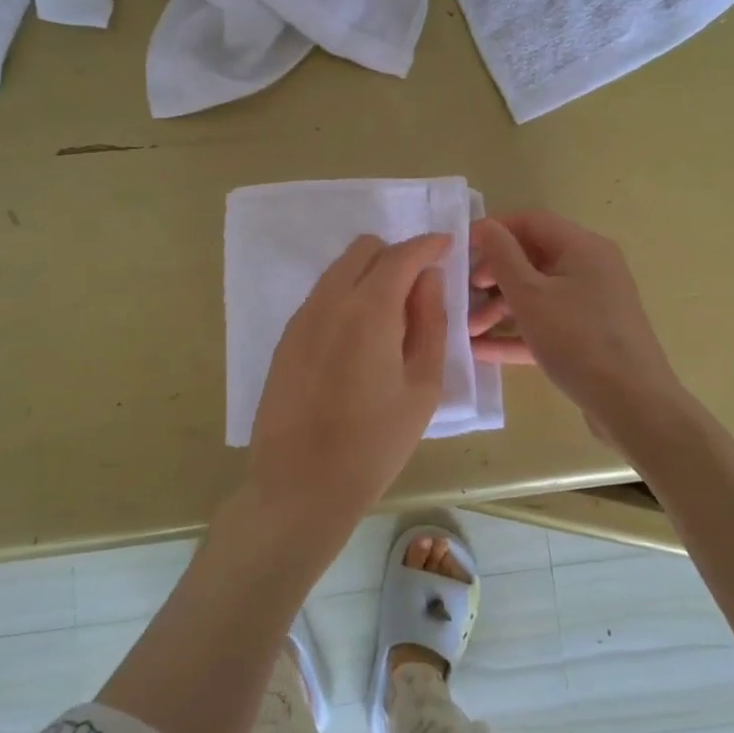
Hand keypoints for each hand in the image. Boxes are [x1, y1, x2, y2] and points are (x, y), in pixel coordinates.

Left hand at [247, 233, 448, 526]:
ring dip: (369, 275)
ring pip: (339, 270)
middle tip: (420, 289)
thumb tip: (429, 280)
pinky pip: (322, 296)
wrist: (300, 487)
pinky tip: (360, 338)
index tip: (447, 247)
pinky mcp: (286, 338)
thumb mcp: (421, 387)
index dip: (428, 245)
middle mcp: (329, 302)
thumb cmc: (374, 444)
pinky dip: (347, 296)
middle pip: (364, 250)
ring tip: (392, 318)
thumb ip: (430, 323)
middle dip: (396, 255)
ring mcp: (301, 318)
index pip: (401, 255)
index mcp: (368, 311)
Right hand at [470, 210, 684, 446]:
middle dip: (494, 275)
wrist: (633, 404)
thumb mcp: (531, 296)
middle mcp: (591, 269)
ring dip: (501, 308)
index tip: (461, 249)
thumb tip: (485, 224)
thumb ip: (502, 257)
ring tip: (468, 330)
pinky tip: (483, 351)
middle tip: (464, 294)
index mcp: (583, 248)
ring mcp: (592, 305)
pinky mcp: (590, 337)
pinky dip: (519, 333)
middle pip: (533, 259)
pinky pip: (549, 324)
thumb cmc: (578, 340)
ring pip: (539, 295)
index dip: (494, 230)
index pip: (531, 222)